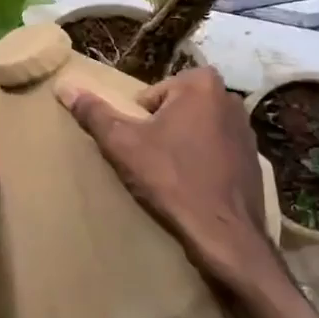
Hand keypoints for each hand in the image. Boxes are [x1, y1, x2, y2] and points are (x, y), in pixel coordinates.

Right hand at [55, 67, 277, 298]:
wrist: (224, 233)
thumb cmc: (172, 179)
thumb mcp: (123, 144)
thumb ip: (94, 113)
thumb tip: (65, 85)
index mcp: (201, 83)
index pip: (150, 95)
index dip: (138, 123)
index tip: (141, 148)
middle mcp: (229, 97)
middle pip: (173, 109)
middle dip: (160, 131)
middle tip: (152, 163)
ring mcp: (246, 128)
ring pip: (194, 130)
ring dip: (181, 146)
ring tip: (171, 177)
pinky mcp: (253, 157)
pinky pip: (214, 151)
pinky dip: (202, 162)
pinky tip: (193, 187)